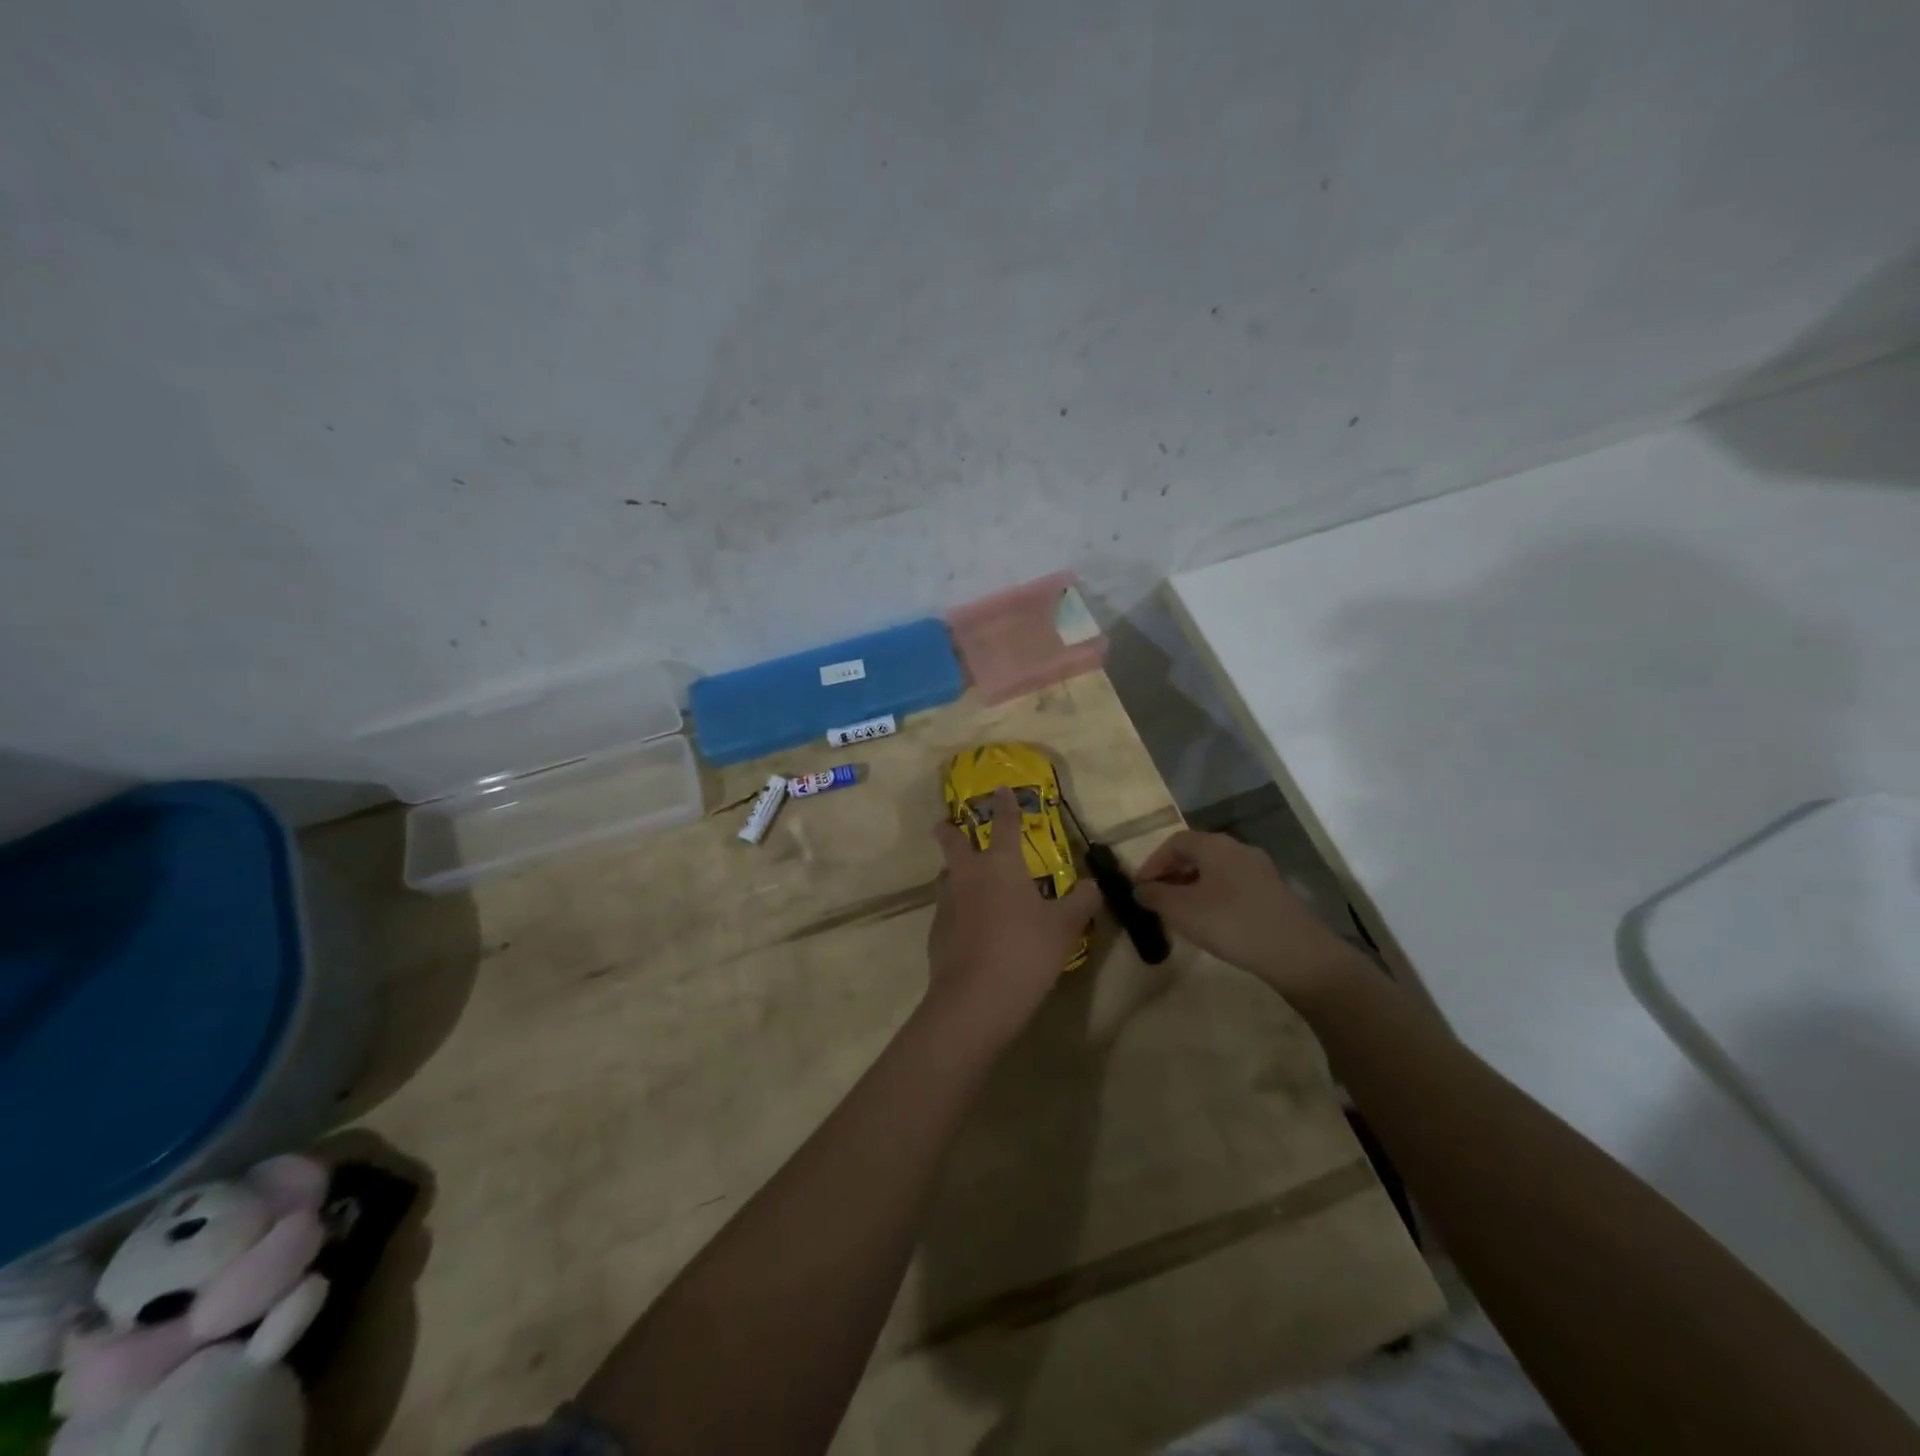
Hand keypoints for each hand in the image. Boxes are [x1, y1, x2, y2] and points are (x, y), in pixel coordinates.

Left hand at [925, 787, 1099, 1046]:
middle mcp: (969, 875)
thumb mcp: (1064, 928)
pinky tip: (968, 926)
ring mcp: (947, 903)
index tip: (1001, 790)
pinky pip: (945, 909)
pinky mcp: (936, 932)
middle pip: (952, 842)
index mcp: (1001, 865)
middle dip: (949, 830)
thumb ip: (1081, 903)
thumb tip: (1093, 886)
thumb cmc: (1026, 951)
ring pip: (945, 876)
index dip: (1005, 805)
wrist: (976, 998)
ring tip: (964, 879)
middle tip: (946, 824)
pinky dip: (956, 909)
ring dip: (952, 871)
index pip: (1005, 824)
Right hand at [1134, 830, 1364, 998]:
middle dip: (1173, 875)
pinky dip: (1216, 897)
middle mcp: (1238, 848)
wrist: (1297, 952)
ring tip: (1182, 914)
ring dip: (1194, 887)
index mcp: (1214, 845)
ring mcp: (1261, 869)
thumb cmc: (1230, 923)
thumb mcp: (1181, 911)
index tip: (1141, 888)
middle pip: (1196, 854)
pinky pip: (1234, 886)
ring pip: (1216, 871)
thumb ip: (1155, 896)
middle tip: (1158, 901)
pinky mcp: (1274, 892)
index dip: (1153, 863)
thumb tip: (1141, 889)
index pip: (1174, 842)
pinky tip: (1213, 922)